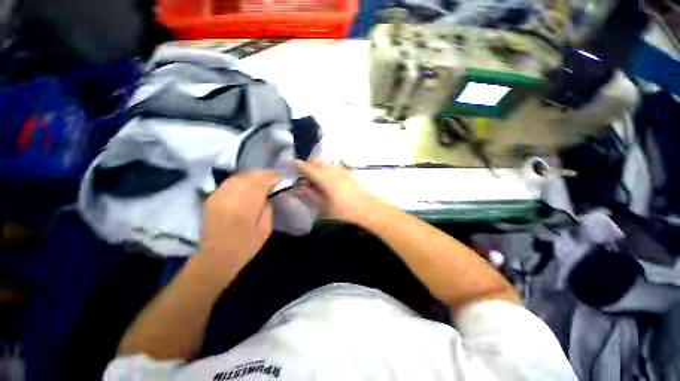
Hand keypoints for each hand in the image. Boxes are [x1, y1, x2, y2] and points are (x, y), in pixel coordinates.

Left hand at [197, 170, 277, 283]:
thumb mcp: (265, 229)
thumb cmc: (245, 246)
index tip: (282, 176)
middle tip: (275, 176)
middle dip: (265, 174)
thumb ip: (268, 207)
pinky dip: (242, 179)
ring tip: (263, 179)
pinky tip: (248, 184)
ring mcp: (219, 195)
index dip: (273, 176)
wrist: (215, 257)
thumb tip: (269, 193)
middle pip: (250, 176)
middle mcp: (230, 196)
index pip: (262, 181)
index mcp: (246, 206)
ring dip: (254, 175)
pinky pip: (230, 181)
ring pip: (240, 176)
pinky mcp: (212, 197)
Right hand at [295, 159, 383, 225]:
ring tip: (315, 179)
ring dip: (317, 166)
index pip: (308, 168)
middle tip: (304, 176)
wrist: (367, 208)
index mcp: (325, 179)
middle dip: (308, 164)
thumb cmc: (345, 210)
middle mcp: (332, 170)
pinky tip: (327, 179)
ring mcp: (341, 170)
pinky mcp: (347, 172)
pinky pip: (333, 165)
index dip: (298, 165)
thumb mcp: (325, 207)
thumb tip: (301, 187)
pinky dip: (326, 168)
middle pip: (317, 161)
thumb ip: (311, 195)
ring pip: (325, 162)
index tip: (291, 164)